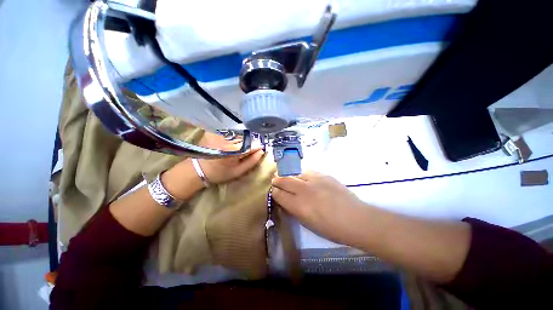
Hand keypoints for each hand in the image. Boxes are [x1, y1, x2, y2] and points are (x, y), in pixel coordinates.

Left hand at [196, 133, 263, 183]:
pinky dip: (232, 138)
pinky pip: (230, 134)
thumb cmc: (220, 173)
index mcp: (234, 152)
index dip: (256, 147)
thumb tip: (261, 151)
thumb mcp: (238, 172)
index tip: (258, 150)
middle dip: (248, 144)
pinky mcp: (215, 132)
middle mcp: (228, 141)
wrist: (198, 169)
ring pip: (238, 136)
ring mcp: (220, 135)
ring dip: (240, 141)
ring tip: (235, 149)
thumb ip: (251, 161)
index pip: (252, 145)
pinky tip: (228, 145)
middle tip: (244, 152)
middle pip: (245, 139)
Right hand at [272, 171, 366, 244]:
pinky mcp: (324, 175)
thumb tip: (287, 200)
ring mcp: (315, 180)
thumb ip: (295, 210)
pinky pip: (308, 171)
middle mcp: (304, 190)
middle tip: (275, 180)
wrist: (356, 219)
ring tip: (287, 176)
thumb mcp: (308, 223)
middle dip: (277, 180)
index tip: (274, 191)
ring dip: (289, 175)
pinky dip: (301, 174)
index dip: (275, 192)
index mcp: (299, 205)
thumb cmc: (331, 228)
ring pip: (295, 173)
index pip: (279, 194)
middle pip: (284, 180)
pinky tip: (302, 176)